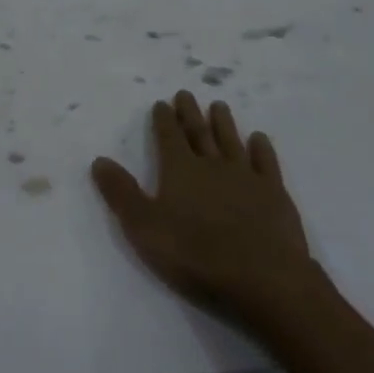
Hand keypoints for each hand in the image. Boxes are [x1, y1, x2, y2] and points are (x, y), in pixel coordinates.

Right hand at [92, 91, 314, 332]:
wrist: (264, 278)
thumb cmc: (196, 255)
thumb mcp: (144, 228)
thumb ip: (121, 193)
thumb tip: (99, 160)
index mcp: (180, 170)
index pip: (168, 136)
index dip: (163, 119)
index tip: (161, 103)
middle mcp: (212, 165)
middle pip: (199, 132)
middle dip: (190, 113)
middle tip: (186, 94)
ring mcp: (247, 177)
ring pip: (231, 141)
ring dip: (223, 123)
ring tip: (219, 106)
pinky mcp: (275, 195)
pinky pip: (266, 163)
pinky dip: (261, 149)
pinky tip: (259, 139)